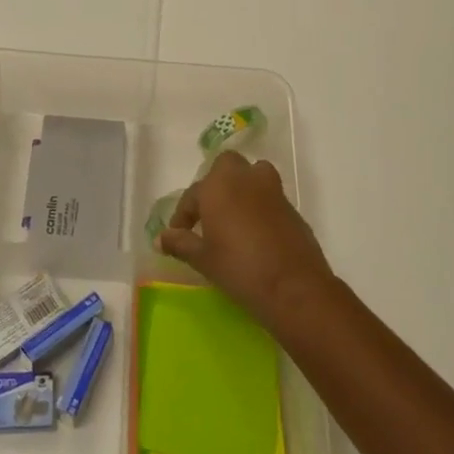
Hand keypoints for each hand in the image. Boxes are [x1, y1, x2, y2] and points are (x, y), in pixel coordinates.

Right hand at [157, 152, 336, 330]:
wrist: (293, 286)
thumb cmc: (239, 267)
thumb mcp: (202, 259)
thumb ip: (180, 243)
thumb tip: (160, 238)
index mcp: (218, 185)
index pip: (193, 194)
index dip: (183, 215)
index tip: (179, 235)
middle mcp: (245, 179)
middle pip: (227, 166)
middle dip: (216, 183)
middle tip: (209, 213)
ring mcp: (272, 190)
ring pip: (253, 175)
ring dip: (242, 188)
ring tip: (234, 217)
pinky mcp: (291, 208)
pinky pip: (269, 197)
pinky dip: (259, 206)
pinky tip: (255, 233)